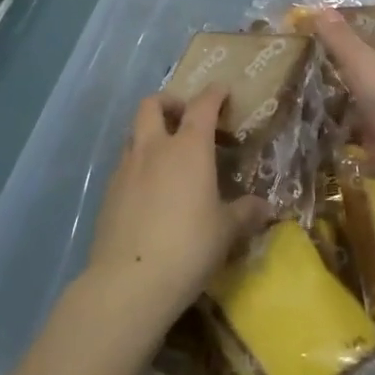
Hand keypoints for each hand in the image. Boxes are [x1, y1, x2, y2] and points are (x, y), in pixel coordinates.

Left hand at [84, 89, 270, 328]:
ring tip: (168, 156)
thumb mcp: (226, 231)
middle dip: (170, 103)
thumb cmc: (189, 247)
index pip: (202, 105)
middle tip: (186, 118)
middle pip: (153, 104)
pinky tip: (150, 191)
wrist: (129, 282)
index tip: (223, 92)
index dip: (214, 94)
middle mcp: (154, 149)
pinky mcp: (108, 193)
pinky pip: (124, 165)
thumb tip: (266, 208)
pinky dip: (139, 165)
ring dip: (150, 133)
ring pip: (134, 133)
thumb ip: (246, 213)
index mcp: (188, 148)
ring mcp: (126, 169)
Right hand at [309, 7, 374, 204]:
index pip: (374, 48)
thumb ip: (342, 40)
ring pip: (371, 110)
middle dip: (345, 81)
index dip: (347, 46)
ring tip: (312, 111)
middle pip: (371, 79)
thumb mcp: (365, 66)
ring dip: (348, 111)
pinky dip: (354, 139)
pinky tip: (331, 141)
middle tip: (307, 82)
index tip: (317, 49)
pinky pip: (371, 139)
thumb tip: (319, 8)